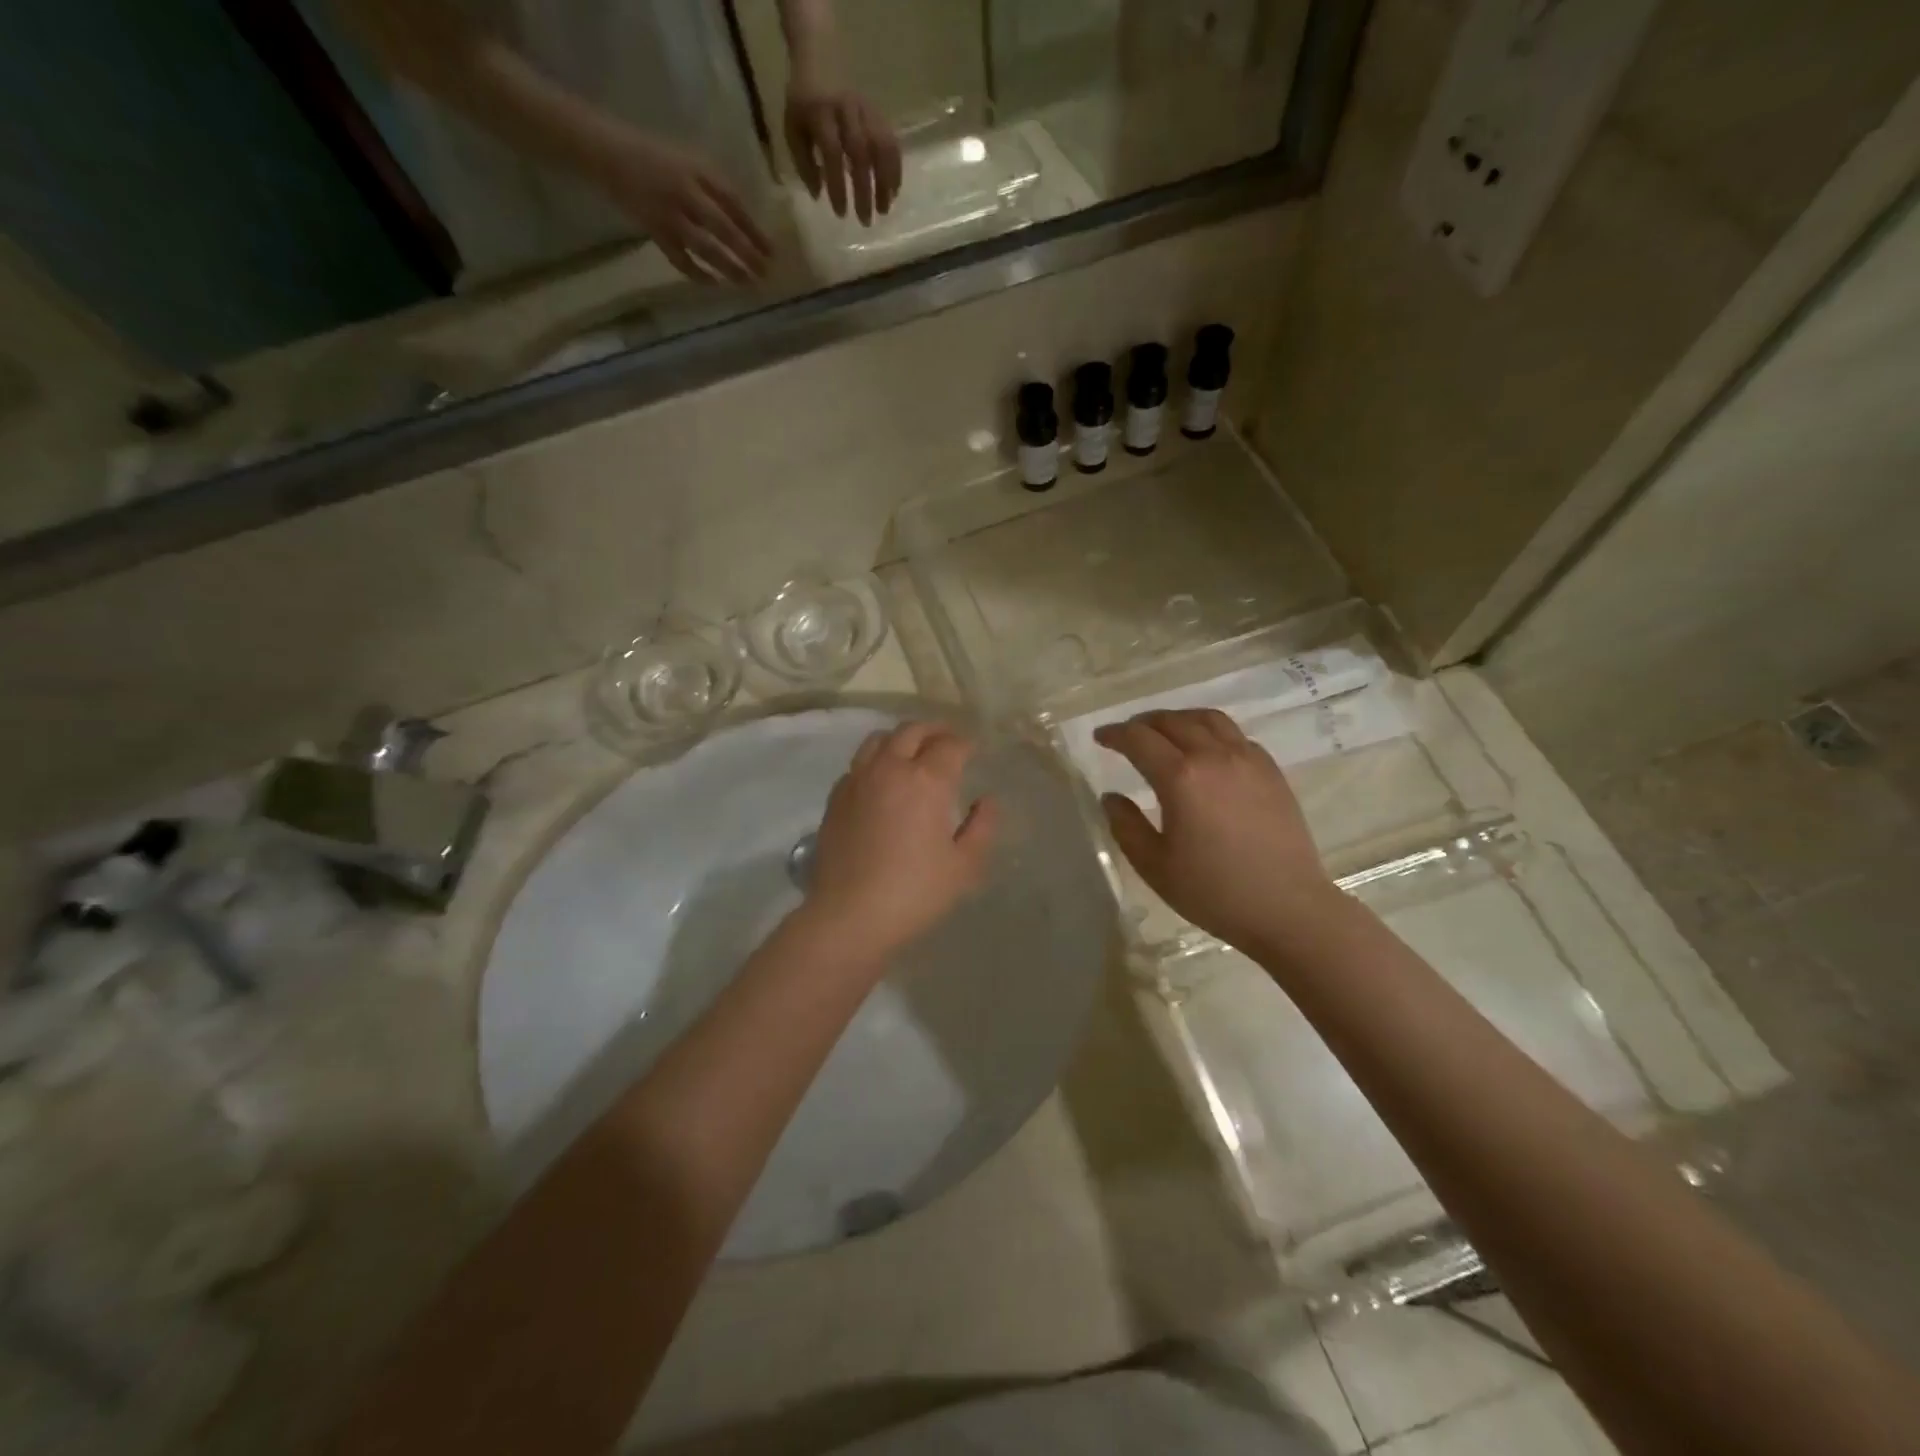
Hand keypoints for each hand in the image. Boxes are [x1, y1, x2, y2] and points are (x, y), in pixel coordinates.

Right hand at [597, 133, 772, 283]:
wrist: (605, 151)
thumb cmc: (653, 156)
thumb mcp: (687, 160)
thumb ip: (713, 187)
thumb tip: (745, 222)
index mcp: (697, 170)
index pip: (734, 204)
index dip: (754, 230)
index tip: (772, 251)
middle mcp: (686, 192)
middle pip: (724, 228)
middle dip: (747, 253)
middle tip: (766, 272)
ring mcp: (669, 214)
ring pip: (706, 247)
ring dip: (729, 267)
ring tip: (748, 283)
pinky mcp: (654, 231)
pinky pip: (680, 259)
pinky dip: (697, 273)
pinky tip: (714, 283)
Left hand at [784, 66, 901, 224]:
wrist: (820, 54)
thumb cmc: (803, 100)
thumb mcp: (792, 128)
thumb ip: (803, 162)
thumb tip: (819, 195)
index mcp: (820, 113)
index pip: (832, 154)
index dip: (837, 185)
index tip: (841, 213)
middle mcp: (845, 111)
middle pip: (860, 153)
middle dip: (864, 190)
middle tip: (866, 221)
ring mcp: (864, 110)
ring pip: (881, 146)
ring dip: (885, 181)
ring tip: (885, 208)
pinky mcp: (877, 112)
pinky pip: (890, 140)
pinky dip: (895, 167)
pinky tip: (894, 190)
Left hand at [802, 722, 998, 961]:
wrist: (850, 915)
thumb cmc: (915, 892)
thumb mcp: (964, 866)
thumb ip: (982, 827)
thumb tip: (987, 801)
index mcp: (927, 780)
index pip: (951, 745)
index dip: (966, 744)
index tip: (974, 750)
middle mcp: (890, 768)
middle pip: (912, 730)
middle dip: (935, 730)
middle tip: (948, 741)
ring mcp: (858, 779)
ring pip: (879, 739)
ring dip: (902, 738)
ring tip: (913, 751)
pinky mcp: (836, 797)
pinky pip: (859, 764)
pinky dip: (876, 761)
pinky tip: (883, 780)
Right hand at [1094, 709, 1333, 951]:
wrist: (1287, 908)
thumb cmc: (1213, 892)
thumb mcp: (1154, 865)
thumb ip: (1126, 826)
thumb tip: (1111, 797)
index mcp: (1180, 777)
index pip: (1138, 739)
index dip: (1115, 734)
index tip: (1100, 738)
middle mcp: (1214, 756)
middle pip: (1172, 721)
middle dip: (1143, 723)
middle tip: (1127, 735)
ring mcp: (1247, 760)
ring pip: (1208, 719)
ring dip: (1179, 719)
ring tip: (1165, 732)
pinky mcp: (1271, 771)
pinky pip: (1235, 735)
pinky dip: (1211, 732)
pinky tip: (1206, 751)